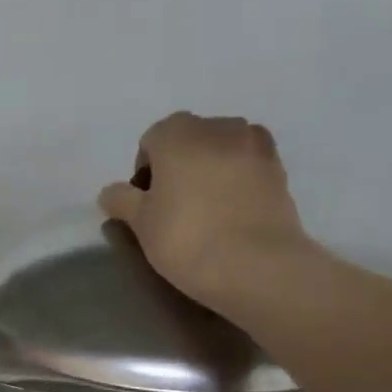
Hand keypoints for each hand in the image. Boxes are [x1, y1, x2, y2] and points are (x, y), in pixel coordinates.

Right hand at [99, 112, 311, 306]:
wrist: (256, 264)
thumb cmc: (185, 237)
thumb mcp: (140, 222)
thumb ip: (121, 200)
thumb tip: (111, 192)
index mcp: (178, 133)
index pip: (151, 141)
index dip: (145, 171)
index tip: (147, 203)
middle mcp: (218, 127)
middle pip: (189, 140)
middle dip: (179, 165)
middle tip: (174, 206)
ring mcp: (255, 145)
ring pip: (221, 150)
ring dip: (210, 168)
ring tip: (206, 208)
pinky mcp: (280, 169)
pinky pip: (246, 166)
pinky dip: (237, 180)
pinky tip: (231, 213)